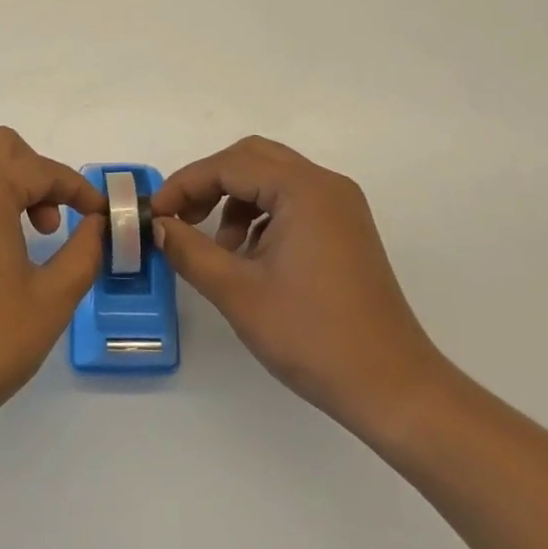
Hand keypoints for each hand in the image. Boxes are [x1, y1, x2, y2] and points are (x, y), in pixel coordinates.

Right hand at [153, 136, 446, 442]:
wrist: (393, 389)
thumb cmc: (313, 337)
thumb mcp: (238, 293)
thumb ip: (189, 250)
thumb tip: (158, 226)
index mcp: (304, 190)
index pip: (229, 165)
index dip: (184, 185)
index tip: (154, 215)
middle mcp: (325, 185)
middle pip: (251, 158)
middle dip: (208, 183)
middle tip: (179, 219)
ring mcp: (341, 206)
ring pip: (271, 178)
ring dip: (234, 200)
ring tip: (217, 249)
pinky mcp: (345, 229)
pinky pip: (291, 201)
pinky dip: (260, 216)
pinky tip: (249, 257)